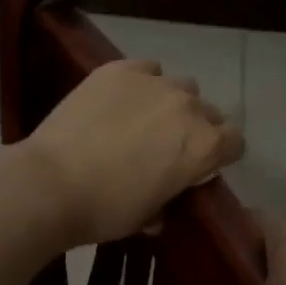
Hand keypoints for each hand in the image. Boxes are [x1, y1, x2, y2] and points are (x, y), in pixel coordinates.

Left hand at [18, 59, 243, 248]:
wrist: (50, 184)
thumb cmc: (105, 210)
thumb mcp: (149, 215)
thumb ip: (171, 199)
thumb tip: (166, 199)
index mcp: (204, 146)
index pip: (235, 141)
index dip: (221, 154)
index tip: (201, 166)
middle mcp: (189, 108)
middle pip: (209, 111)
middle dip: (196, 127)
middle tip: (167, 146)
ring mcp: (155, 83)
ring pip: (180, 86)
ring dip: (171, 102)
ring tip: (143, 118)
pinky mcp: (121, 69)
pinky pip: (147, 69)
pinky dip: (142, 82)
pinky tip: (121, 99)